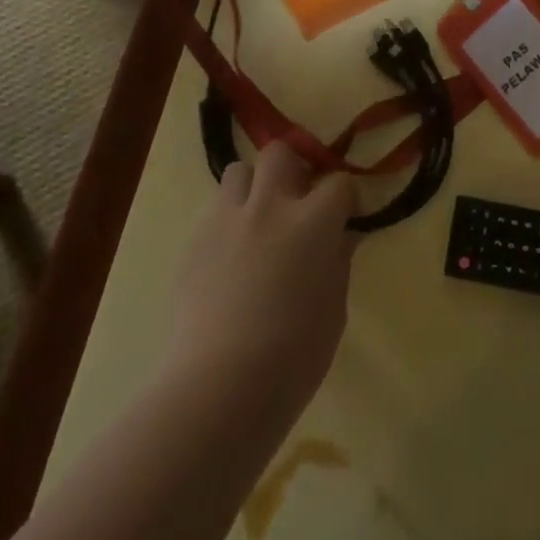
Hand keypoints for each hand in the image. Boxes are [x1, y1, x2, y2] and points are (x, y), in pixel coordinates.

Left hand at [165, 143, 356, 415]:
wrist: (220, 386)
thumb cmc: (294, 355)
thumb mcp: (334, 307)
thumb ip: (337, 260)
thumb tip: (340, 237)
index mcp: (313, 221)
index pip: (339, 182)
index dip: (345, 197)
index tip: (345, 217)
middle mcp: (270, 205)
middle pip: (280, 153)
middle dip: (294, 168)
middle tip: (298, 201)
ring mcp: (227, 219)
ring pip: (239, 171)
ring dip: (254, 188)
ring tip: (258, 222)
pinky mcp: (194, 240)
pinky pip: (215, 210)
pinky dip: (228, 221)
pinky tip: (231, 258)